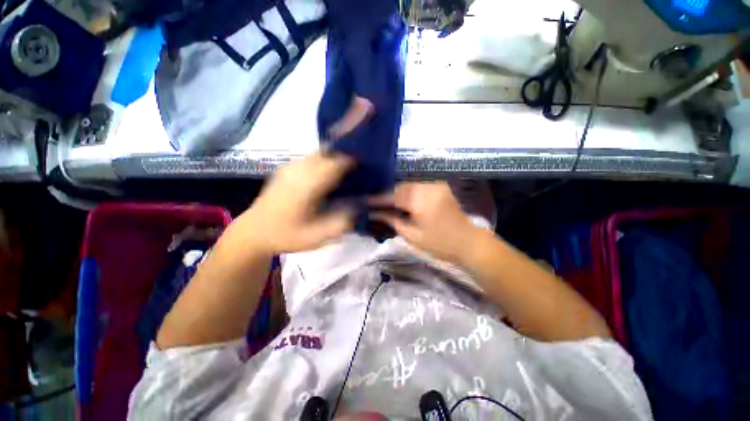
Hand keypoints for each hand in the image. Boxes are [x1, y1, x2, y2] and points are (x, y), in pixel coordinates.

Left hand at [238, 152, 354, 254]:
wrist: (254, 232)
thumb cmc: (286, 235)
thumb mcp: (317, 237)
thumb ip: (342, 223)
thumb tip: (361, 208)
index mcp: (306, 185)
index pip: (334, 163)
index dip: (353, 162)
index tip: (367, 168)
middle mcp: (298, 170)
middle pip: (327, 152)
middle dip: (345, 156)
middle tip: (360, 169)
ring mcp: (290, 167)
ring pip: (319, 152)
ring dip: (335, 157)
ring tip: (347, 171)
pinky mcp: (286, 169)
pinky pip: (311, 158)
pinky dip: (325, 160)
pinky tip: (329, 175)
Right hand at [371, 182, 480, 263]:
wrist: (468, 242)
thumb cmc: (439, 243)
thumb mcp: (412, 235)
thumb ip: (391, 220)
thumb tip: (374, 213)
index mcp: (419, 199)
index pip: (392, 195)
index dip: (377, 199)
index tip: (363, 201)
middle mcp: (426, 186)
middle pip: (398, 186)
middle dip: (385, 194)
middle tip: (372, 202)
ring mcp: (434, 184)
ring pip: (407, 185)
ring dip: (395, 192)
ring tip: (383, 202)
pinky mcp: (438, 186)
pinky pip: (416, 186)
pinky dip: (406, 192)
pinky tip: (399, 199)